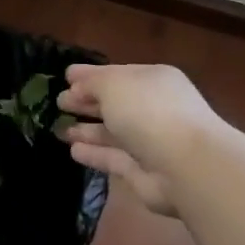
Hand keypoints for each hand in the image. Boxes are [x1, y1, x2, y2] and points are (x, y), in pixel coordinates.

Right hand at [58, 63, 229, 218]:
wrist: (186, 165)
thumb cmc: (148, 112)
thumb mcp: (113, 84)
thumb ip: (91, 82)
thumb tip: (77, 87)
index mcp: (152, 80)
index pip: (117, 74)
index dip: (90, 76)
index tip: (65, 77)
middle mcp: (153, 108)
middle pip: (114, 103)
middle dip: (86, 102)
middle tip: (59, 103)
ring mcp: (149, 141)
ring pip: (112, 132)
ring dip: (87, 130)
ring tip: (59, 129)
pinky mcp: (142, 171)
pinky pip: (113, 158)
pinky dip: (94, 153)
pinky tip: (73, 151)